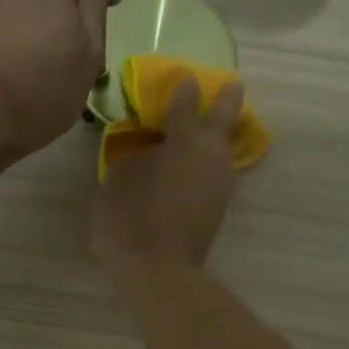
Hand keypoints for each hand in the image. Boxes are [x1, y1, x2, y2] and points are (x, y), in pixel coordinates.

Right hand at [93, 77, 244, 277]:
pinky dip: (207, 162)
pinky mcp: (218, 209)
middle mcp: (211, 156)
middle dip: (226, 100)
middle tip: (230, 86)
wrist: (158, 271)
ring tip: (205, 128)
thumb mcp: (118, 177)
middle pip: (224, 119)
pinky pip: (215, 172)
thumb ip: (134, 154)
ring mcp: (220, 184)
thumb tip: (148, 148)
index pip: (185, 103)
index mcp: (186, 140)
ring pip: (223, 149)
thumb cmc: (132, 217)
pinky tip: (193, 163)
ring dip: (217, 135)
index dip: (182, 88)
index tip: (184, 76)